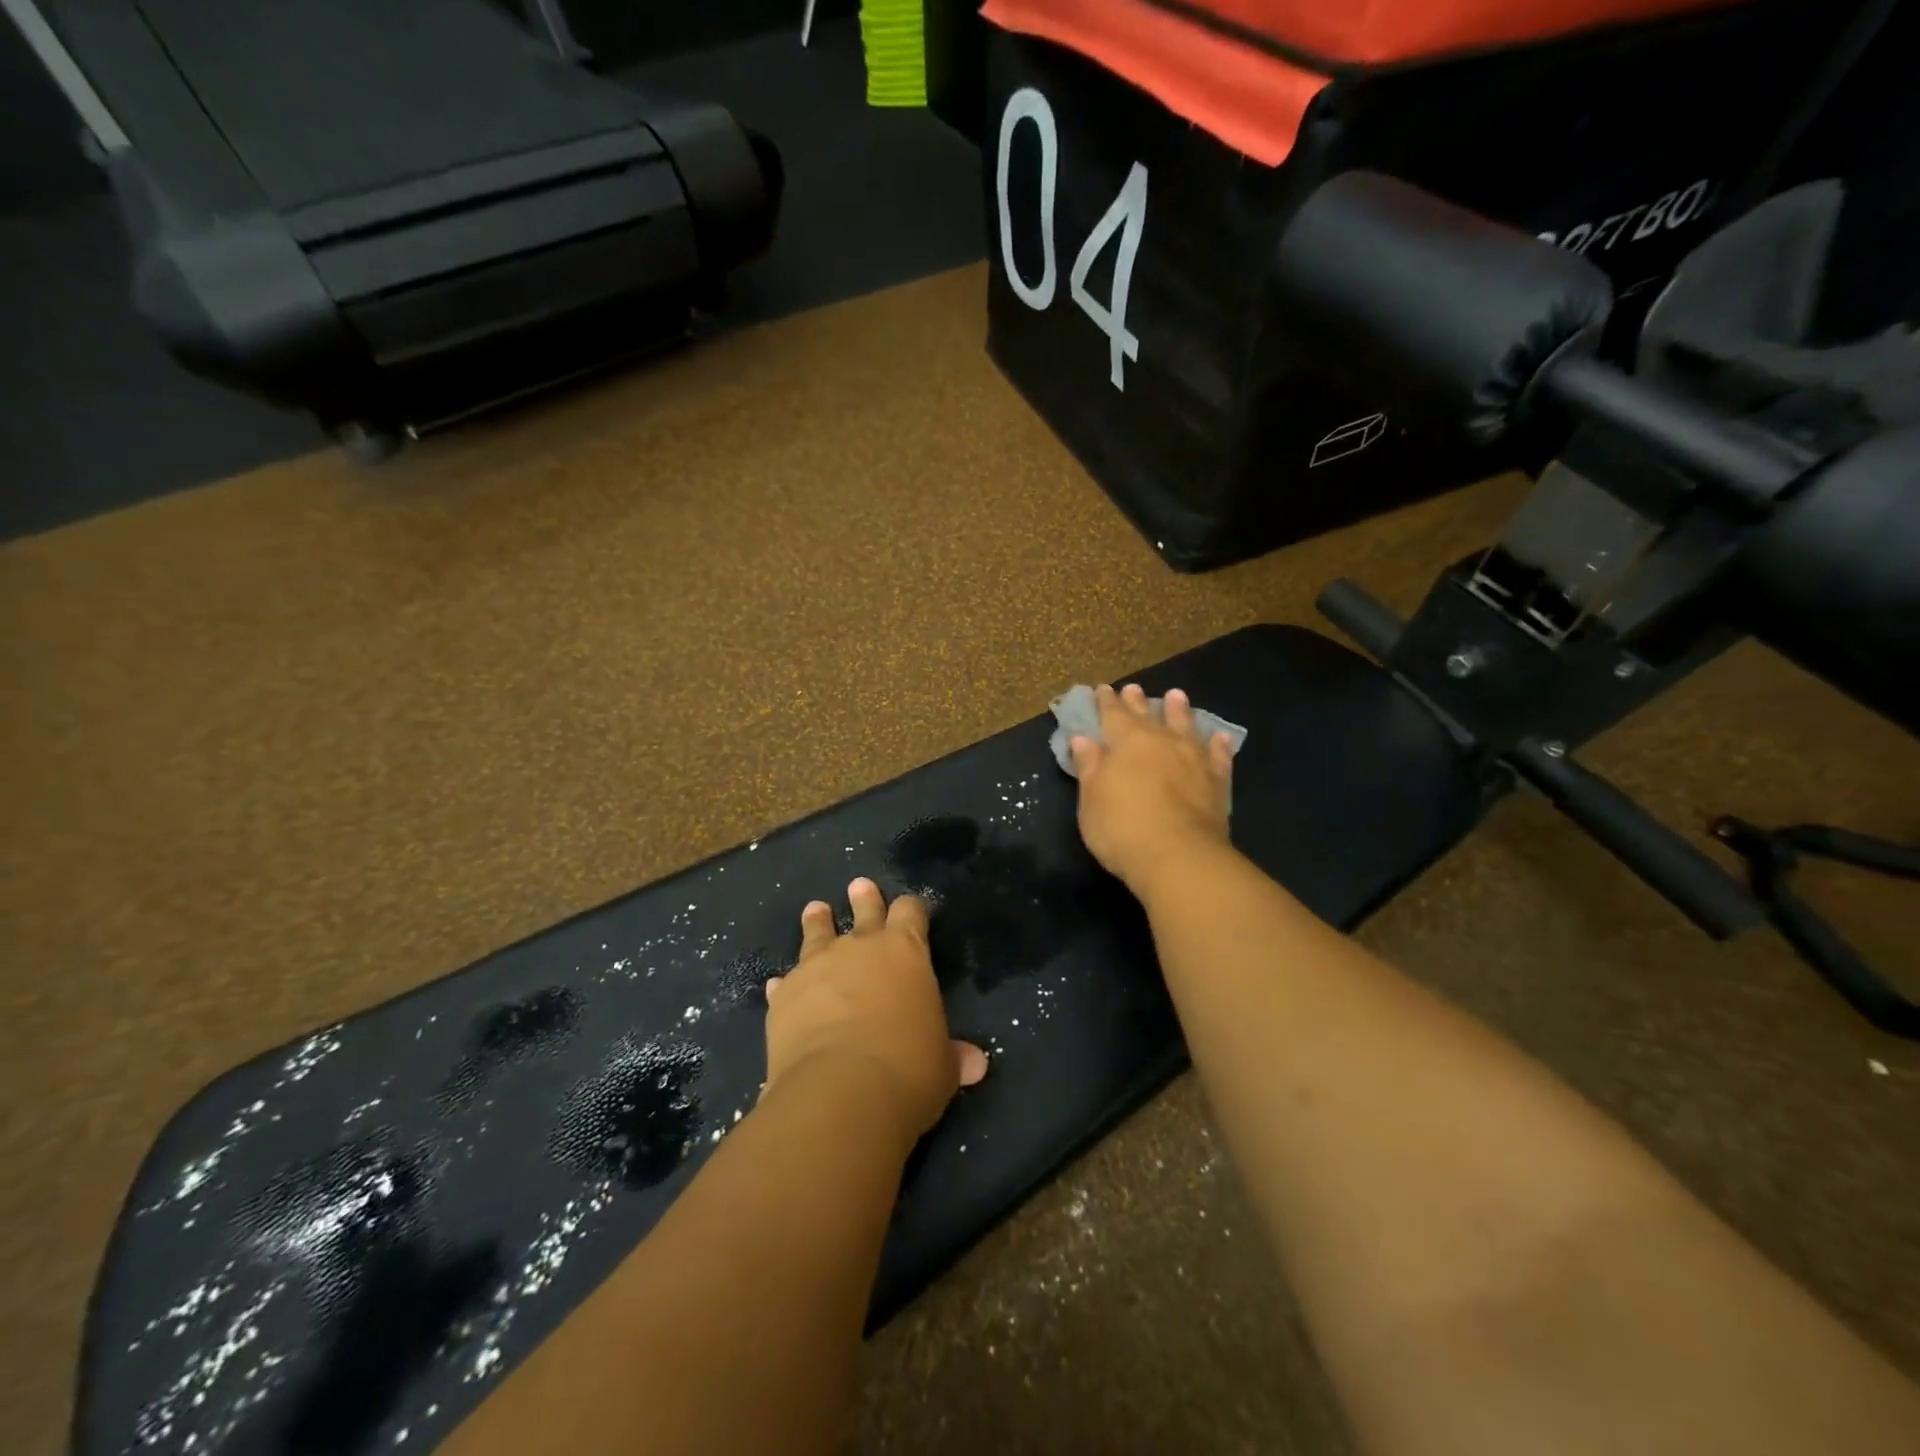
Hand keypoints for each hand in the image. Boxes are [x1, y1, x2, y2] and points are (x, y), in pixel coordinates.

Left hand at [763, 879, 987, 1145]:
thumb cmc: (907, 1070)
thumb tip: (976, 1064)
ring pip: (817, 932)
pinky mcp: (785, 995)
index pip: (911, 912)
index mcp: (905, 952)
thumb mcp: (942, 1066)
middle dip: (865, 899)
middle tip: (860, 886)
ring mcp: (817, 966)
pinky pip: (786, 982)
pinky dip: (787, 984)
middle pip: (865, 910)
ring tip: (817, 909)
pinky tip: (780, 985)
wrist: (839, 1092)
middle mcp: (861, 947)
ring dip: (819, 922)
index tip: (913, 908)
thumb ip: (954, 1056)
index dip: (913, 909)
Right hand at [1070, 683, 1235, 897]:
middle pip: (1147, 715)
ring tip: (1176, 696)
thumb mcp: (1091, 798)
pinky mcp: (1216, 781)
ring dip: (1179, 711)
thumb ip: (1089, 766)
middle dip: (1137, 702)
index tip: (1102, 689)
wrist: (1178, 856)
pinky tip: (1218, 737)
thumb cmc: (1121, 827)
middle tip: (1134, 688)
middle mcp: (1161, 741)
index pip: (1112, 714)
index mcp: (1126, 742)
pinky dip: (1217, 745)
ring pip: (1185, 726)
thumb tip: (1083, 738)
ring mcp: (1193, 759)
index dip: (1105, 702)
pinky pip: (1218, 756)